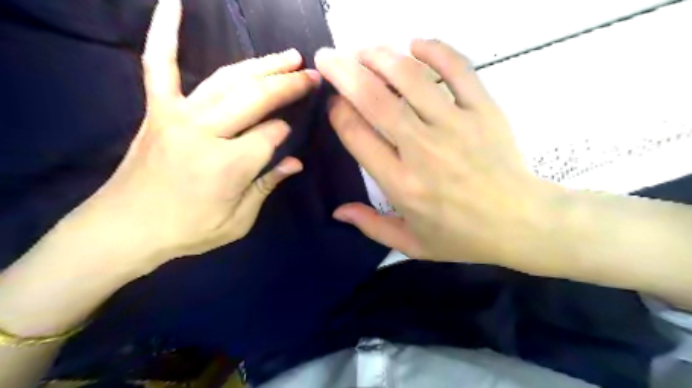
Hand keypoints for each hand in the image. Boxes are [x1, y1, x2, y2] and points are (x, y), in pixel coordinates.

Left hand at [64, 1, 318, 267]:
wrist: (124, 229)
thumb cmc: (188, 231)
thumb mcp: (239, 221)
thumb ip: (267, 186)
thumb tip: (295, 162)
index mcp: (228, 165)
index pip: (271, 135)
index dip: (285, 132)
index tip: (291, 133)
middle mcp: (205, 132)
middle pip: (256, 98)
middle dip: (289, 85)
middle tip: (312, 75)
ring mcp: (178, 115)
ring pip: (228, 79)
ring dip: (262, 64)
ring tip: (289, 56)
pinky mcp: (157, 109)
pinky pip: (158, 64)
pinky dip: (164, 33)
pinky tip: (172, 3)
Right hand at [315, 40, 557, 264]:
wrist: (520, 224)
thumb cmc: (462, 236)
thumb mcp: (411, 243)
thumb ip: (371, 226)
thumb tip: (337, 211)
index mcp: (400, 183)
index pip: (356, 134)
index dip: (338, 112)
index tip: (334, 104)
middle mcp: (422, 150)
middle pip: (374, 99)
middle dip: (343, 72)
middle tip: (328, 57)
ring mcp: (456, 126)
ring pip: (411, 78)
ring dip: (381, 57)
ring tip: (364, 50)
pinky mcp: (484, 111)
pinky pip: (458, 69)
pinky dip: (435, 50)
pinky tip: (415, 44)